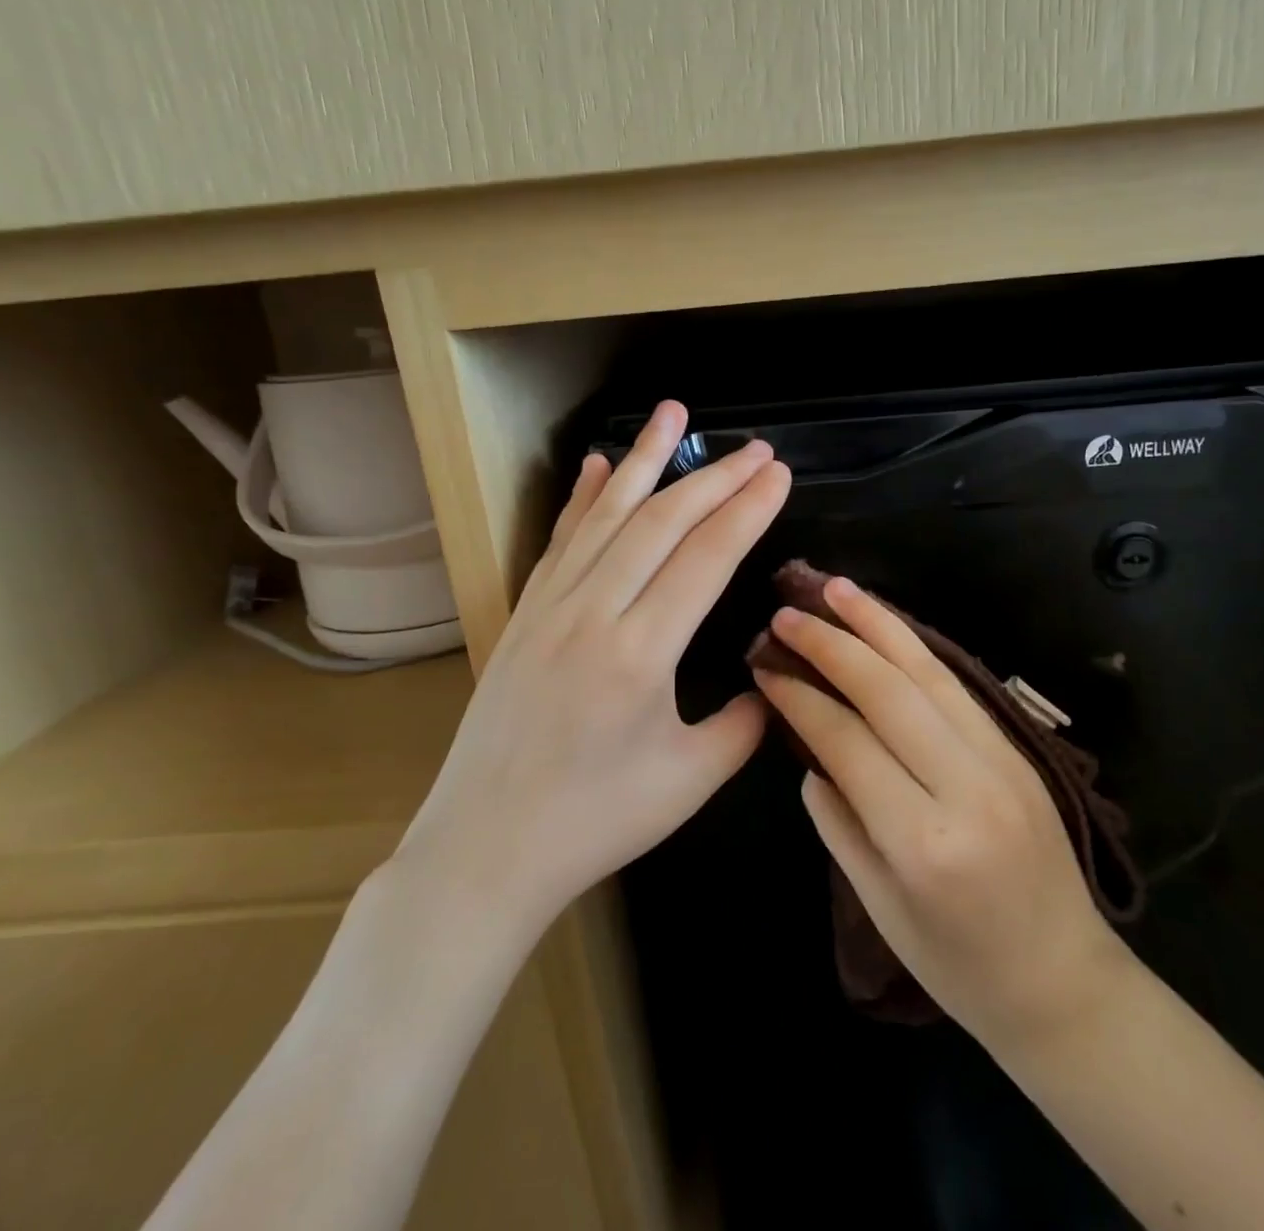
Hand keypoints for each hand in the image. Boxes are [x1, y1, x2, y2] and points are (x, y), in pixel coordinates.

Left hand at [393, 400, 790, 934]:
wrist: (485, 849)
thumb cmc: (595, 822)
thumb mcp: (690, 780)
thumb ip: (745, 723)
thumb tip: (772, 677)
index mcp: (640, 654)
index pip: (705, 558)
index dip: (747, 510)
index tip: (778, 474)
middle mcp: (593, 613)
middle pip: (662, 522)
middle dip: (715, 478)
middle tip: (756, 447)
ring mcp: (550, 607)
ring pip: (606, 515)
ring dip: (643, 460)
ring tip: (673, 413)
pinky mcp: (524, 614)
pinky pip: (560, 541)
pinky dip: (583, 498)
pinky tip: (596, 464)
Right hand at [754, 578, 1126, 1047]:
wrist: (1065, 983)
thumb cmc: (958, 966)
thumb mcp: (878, 906)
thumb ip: (837, 821)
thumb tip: (811, 753)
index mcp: (922, 839)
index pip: (847, 741)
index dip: (800, 697)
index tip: (764, 665)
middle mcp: (967, 786)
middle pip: (889, 692)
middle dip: (832, 644)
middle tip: (787, 613)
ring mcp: (1002, 761)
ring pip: (929, 673)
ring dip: (878, 624)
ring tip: (837, 588)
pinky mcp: (1021, 750)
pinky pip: (958, 686)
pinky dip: (916, 649)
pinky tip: (887, 626)